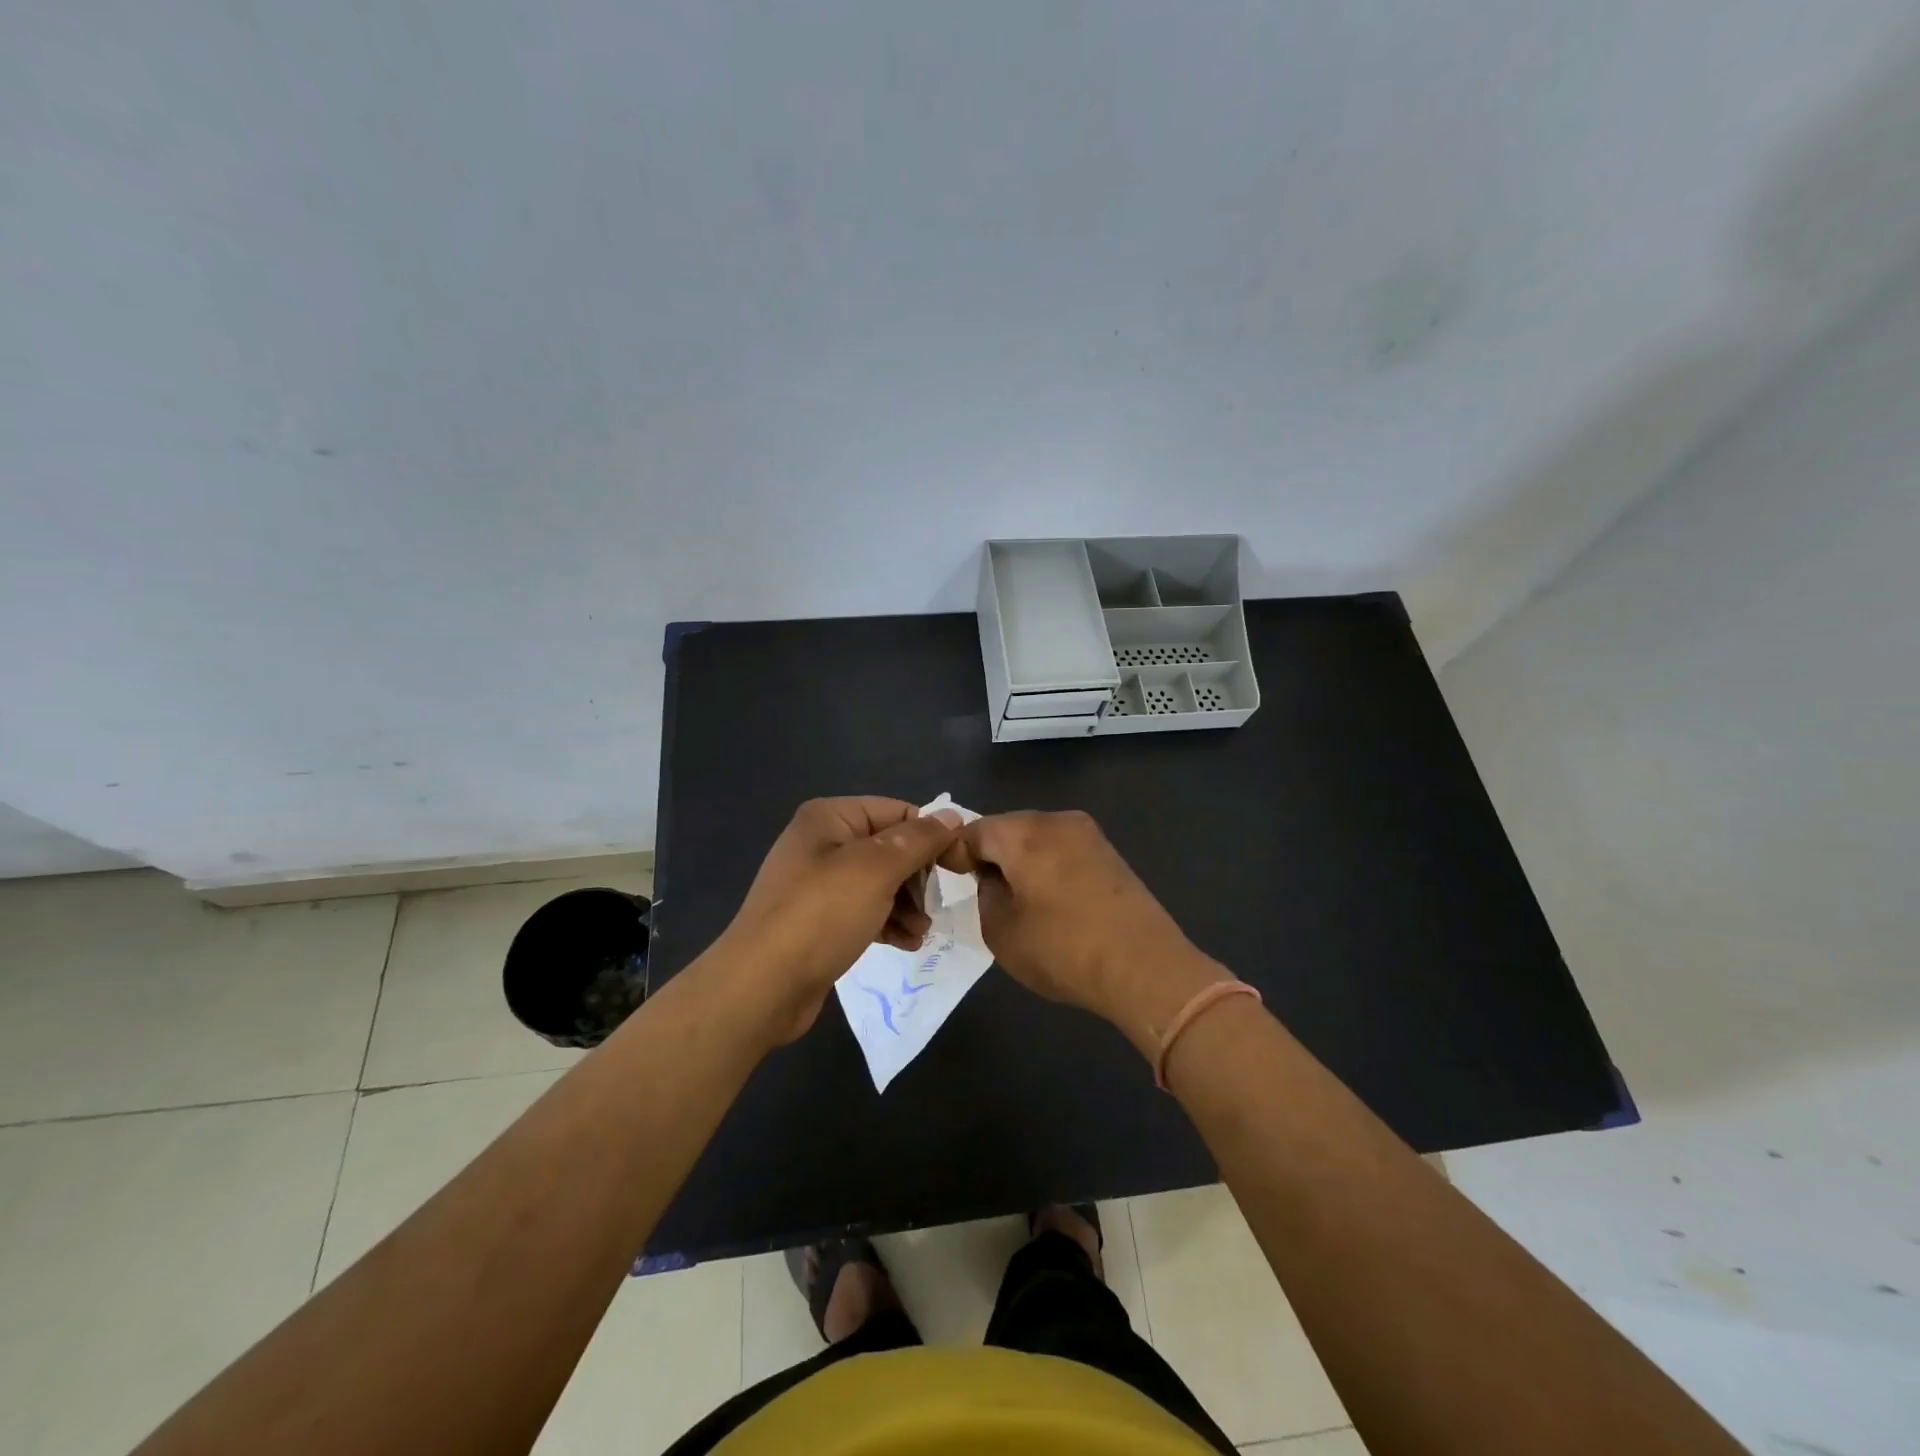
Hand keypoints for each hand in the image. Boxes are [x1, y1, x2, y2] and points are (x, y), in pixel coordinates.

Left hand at [715, 797, 963, 1044]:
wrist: (761, 986)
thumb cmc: (821, 916)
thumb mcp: (876, 870)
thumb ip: (918, 840)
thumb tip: (953, 816)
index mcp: (830, 818)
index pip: (897, 812)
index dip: (930, 837)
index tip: (956, 868)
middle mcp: (822, 842)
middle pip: (890, 848)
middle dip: (917, 878)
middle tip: (934, 908)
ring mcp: (818, 883)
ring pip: (881, 882)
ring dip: (907, 905)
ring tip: (921, 932)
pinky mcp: (818, 919)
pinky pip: (865, 910)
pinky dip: (888, 922)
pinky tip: (906, 944)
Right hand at [939, 810, 1228, 1057]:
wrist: (1145, 968)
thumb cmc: (1063, 949)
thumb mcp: (1002, 930)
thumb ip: (986, 894)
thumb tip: (994, 878)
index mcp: (1025, 834)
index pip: (974, 830)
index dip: (955, 852)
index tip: (947, 877)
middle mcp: (1057, 821)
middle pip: (1008, 828)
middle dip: (988, 852)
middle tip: (976, 885)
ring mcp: (1088, 834)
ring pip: (1037, 837)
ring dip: (1019, 859)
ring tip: (1012, 894)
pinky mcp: (1109, 853)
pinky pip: (1062, 849)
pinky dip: (1045, 865)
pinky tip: (1046, 897)